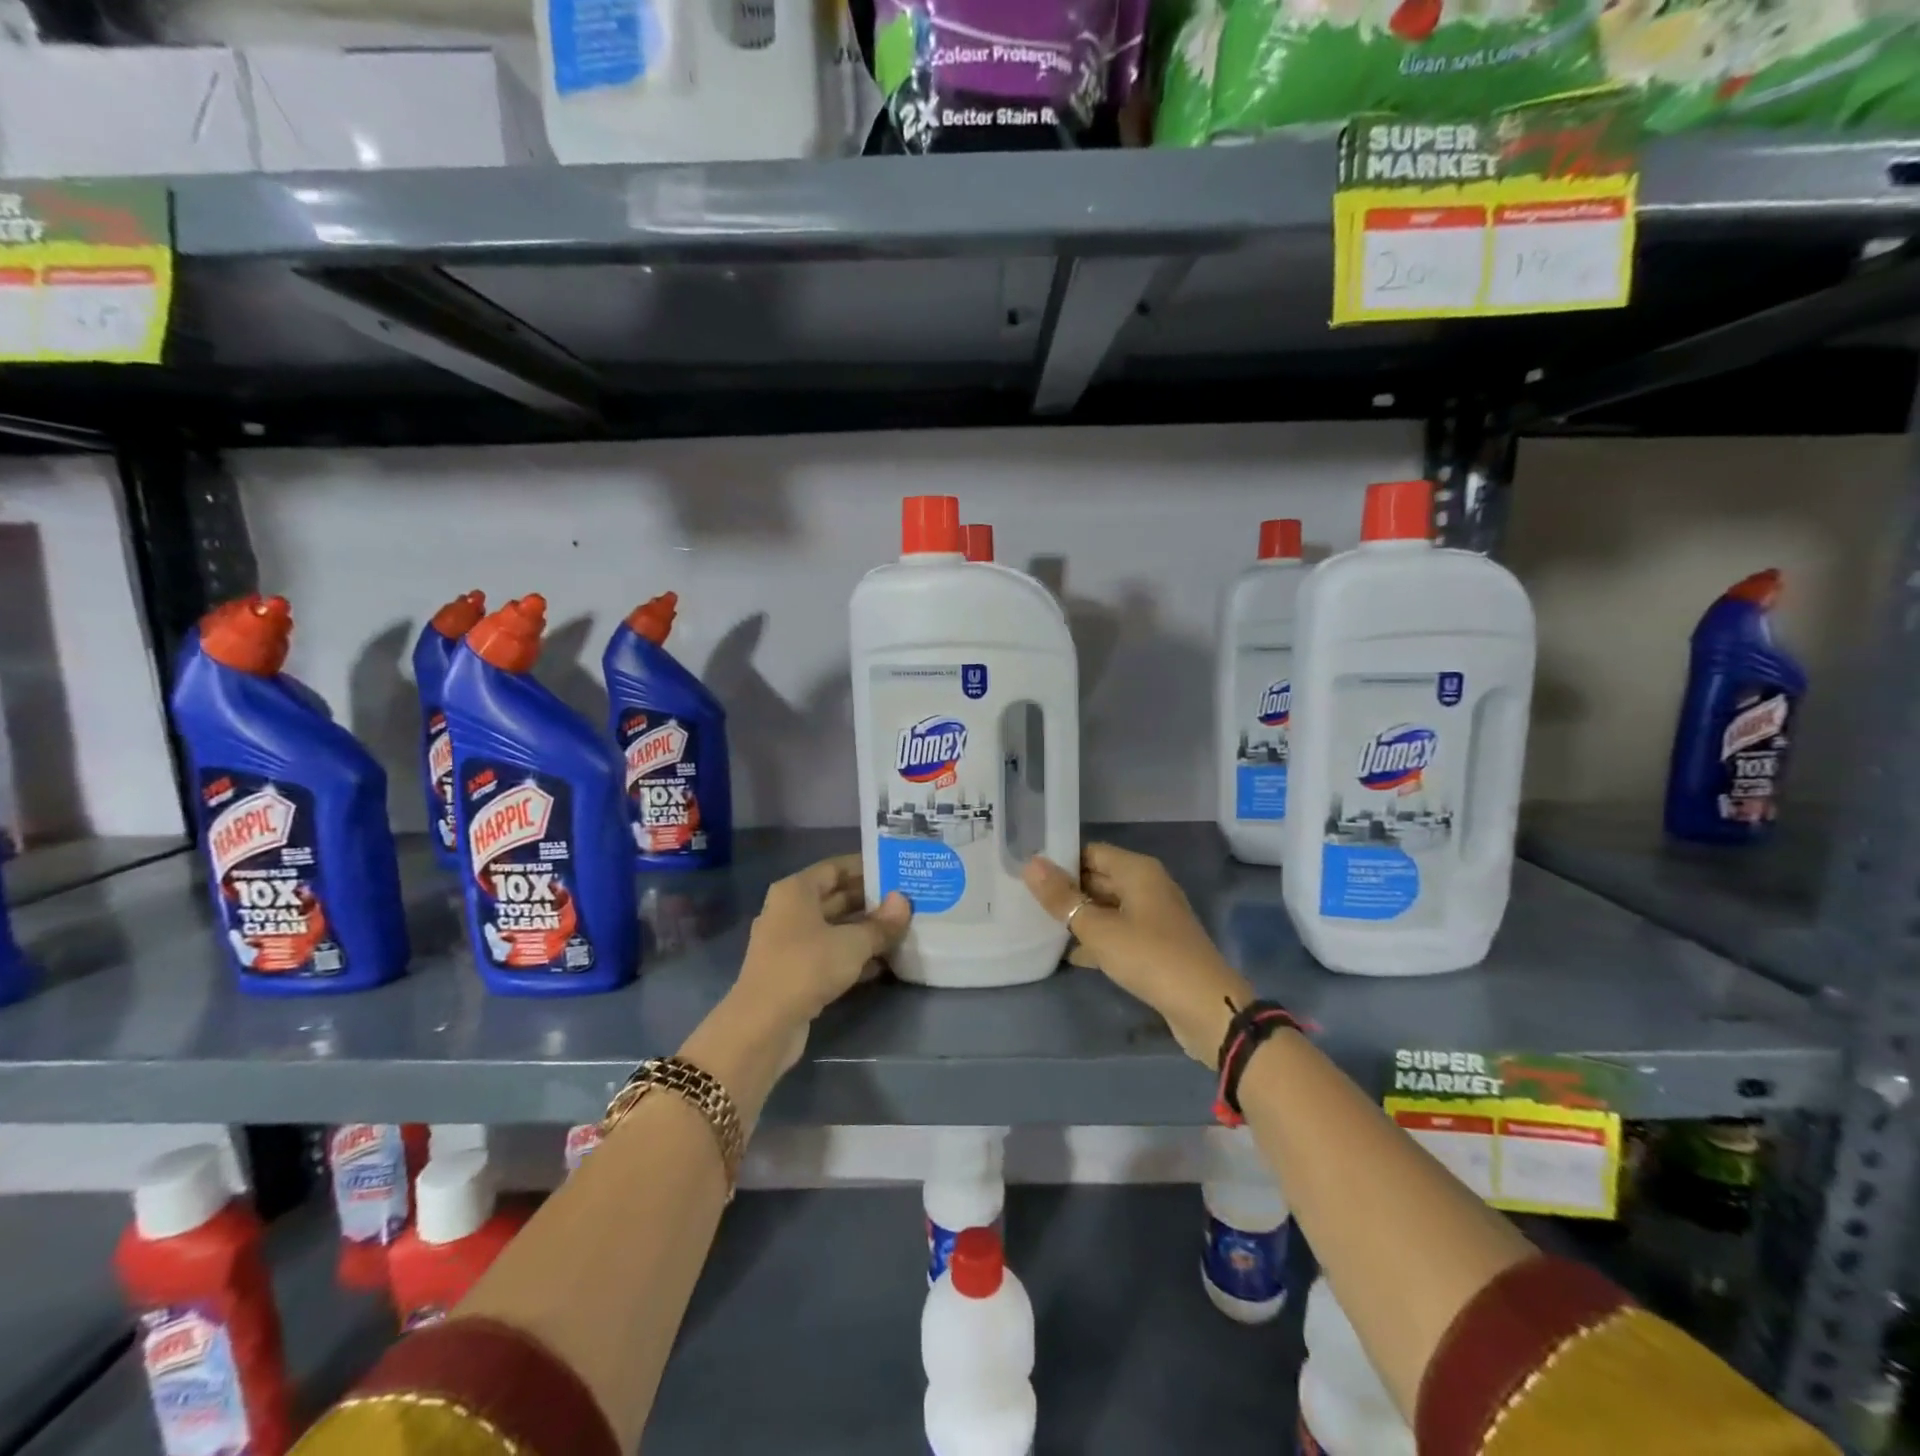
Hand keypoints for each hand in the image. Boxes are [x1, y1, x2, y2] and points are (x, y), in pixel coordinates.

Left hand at [736, 854, 911, 1033]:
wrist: (763, 1026)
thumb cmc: (806, 967)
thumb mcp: (852, 943)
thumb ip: (881, 924)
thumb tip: (904, 901)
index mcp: (796, 891)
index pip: (835, 867)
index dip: (866, 868)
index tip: (896, 870)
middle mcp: (789, 911)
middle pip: (835, 898)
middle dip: (871, 901)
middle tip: (907, 901)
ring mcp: (790, 944)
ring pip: (834, 928)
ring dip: (865, 931)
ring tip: (903, 930)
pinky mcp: (795, 973)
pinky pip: (830, 954)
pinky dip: (854, 956)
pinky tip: (884, 963)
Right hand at [1022, 844, 1253, 1067]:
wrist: (1205, 1007)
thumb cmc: (1149, 956)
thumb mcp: (1098, 928)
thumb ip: (1062, 898)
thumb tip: (1030, 863)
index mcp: (1138, 870)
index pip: (1090, 852)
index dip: (1060, 861)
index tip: (1028, 875)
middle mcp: (1148, 886)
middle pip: (1099, 878)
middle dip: (1068, 891)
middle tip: (1027, 901)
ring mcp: (1154, 916)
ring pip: (1108, 907)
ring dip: (1080, 917)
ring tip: (1040, 926)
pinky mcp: (1156, 944)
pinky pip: (1119, 932)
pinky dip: (1098, 939)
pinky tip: (1071, 956)